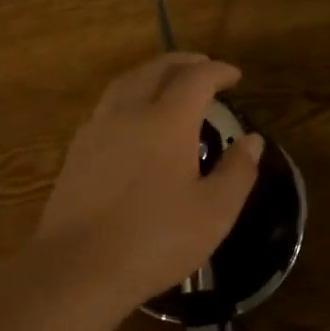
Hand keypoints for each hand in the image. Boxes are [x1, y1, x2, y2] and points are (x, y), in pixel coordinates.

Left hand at [29, 53, 263, 315]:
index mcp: (166, 121)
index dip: (218, 71)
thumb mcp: (214, 212)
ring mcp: (97, 129)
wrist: (78, 267)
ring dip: (151, 73)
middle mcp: (128, 112)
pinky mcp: (77, 151)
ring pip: (126, 83)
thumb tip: (252, 140)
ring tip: (168, 82)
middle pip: (156, 69)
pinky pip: (107, 106)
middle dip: (183, 63)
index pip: (196, 78)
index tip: (235, 76)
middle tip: (204, 67)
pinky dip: (129, 96)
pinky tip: (133, 118)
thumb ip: (238, 171)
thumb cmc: (155, 240)